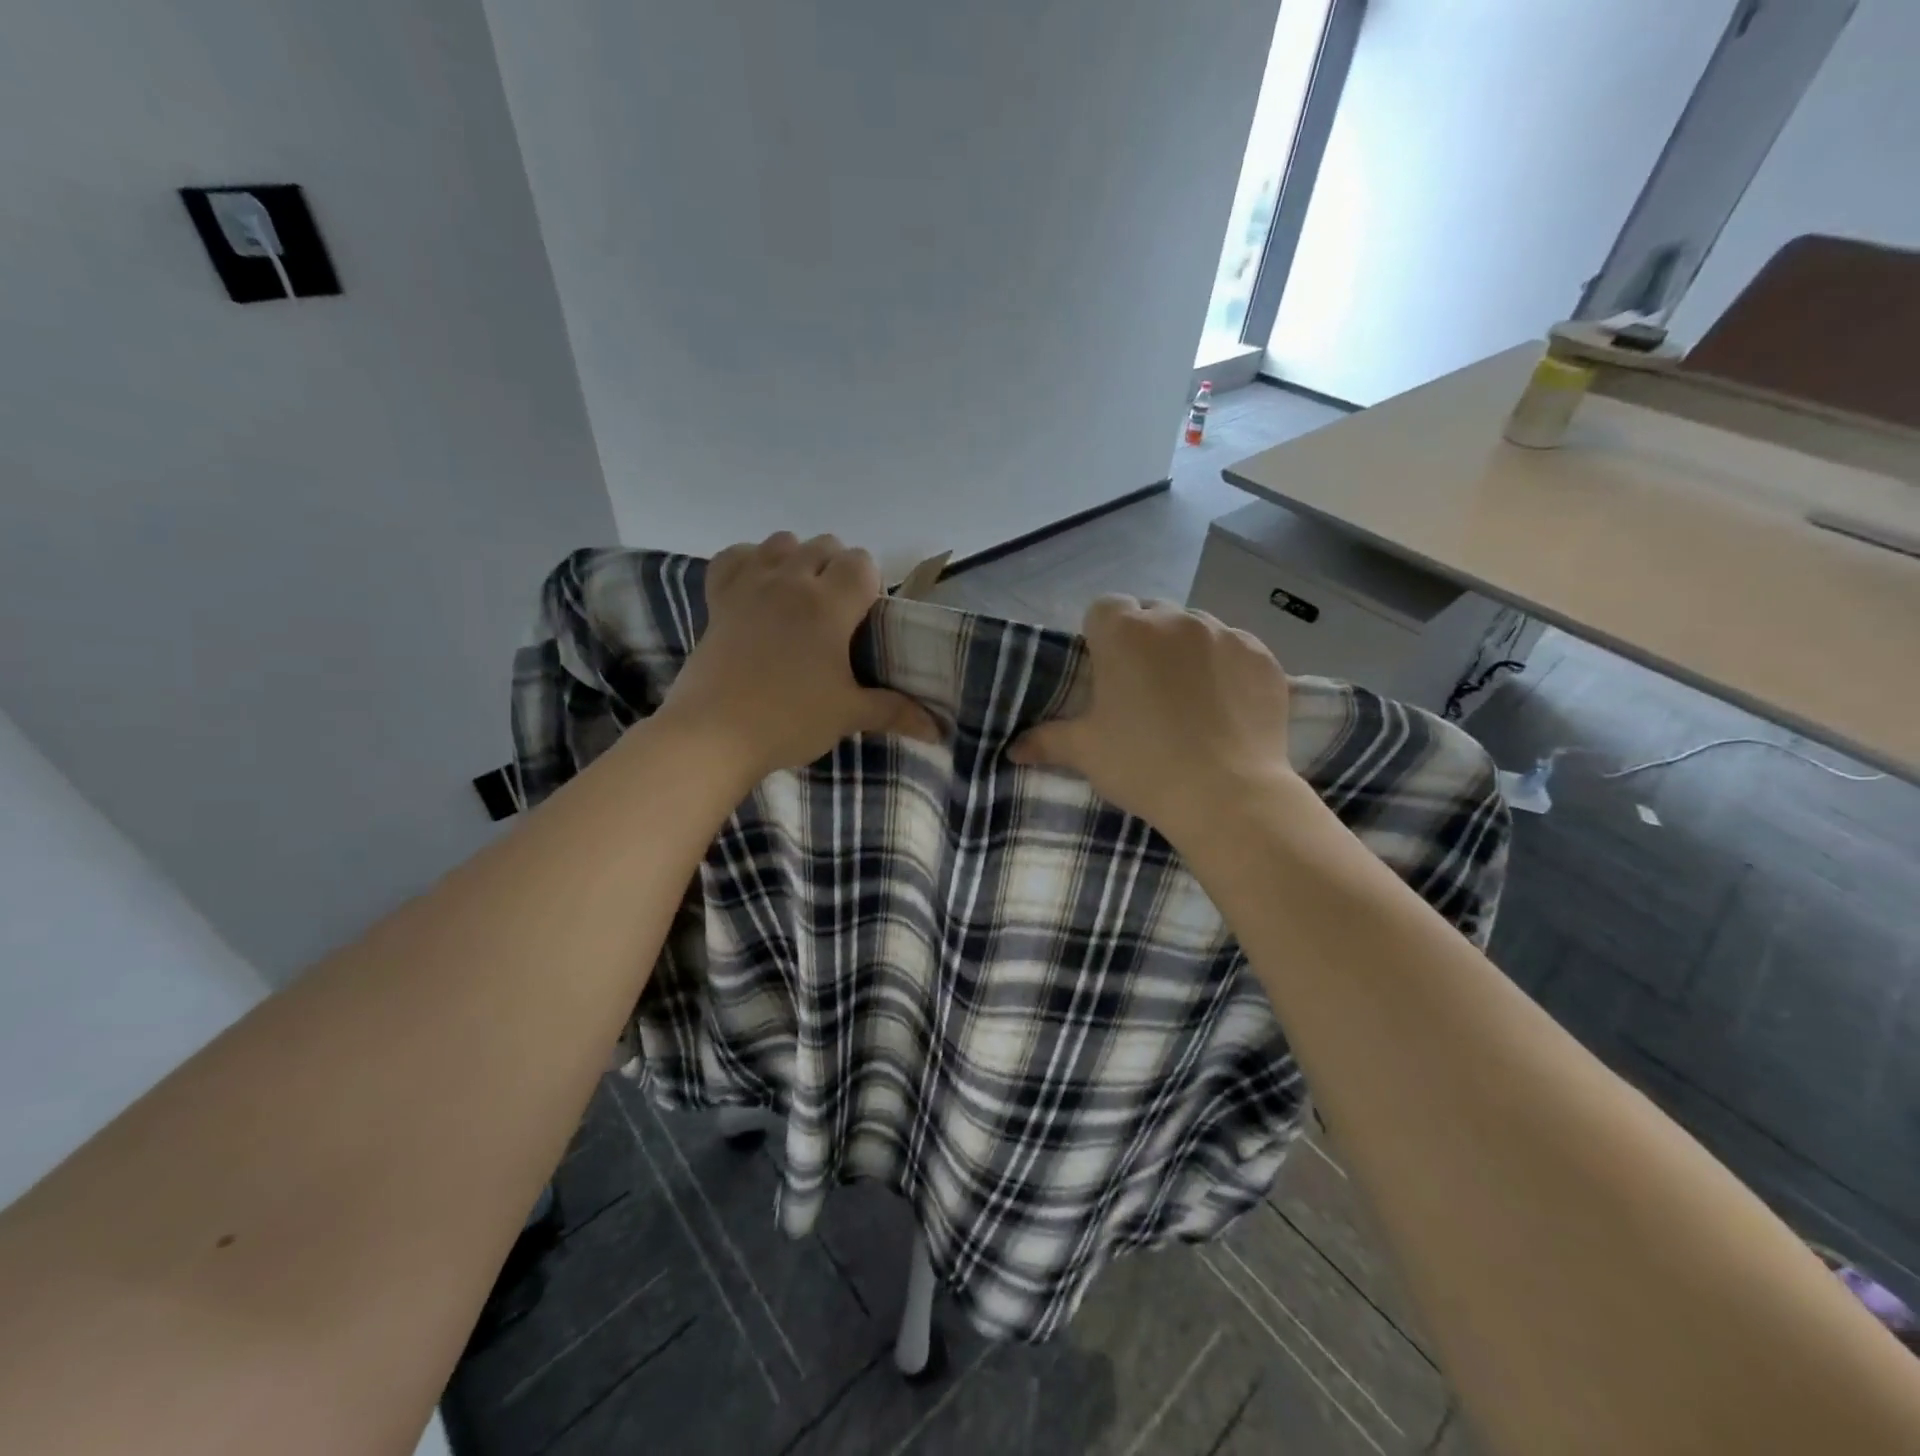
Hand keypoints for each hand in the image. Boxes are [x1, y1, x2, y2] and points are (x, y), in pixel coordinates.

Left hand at [661, 533, 940, 782]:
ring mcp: (750, 584)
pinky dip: (750, 562)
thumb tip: (937, 730)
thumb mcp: (848, 715)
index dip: (870, 584)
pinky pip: (735, 556)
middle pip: (825, 545)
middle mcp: (790, 580)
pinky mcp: (718, 597)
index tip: (865, 619)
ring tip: (799, 599)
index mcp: (828, 603)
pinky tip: (757, 588)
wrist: (713, 734)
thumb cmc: (789, 720)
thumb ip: (895, 711)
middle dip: (838, 569)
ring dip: (798, 559)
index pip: (861, 562)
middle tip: (837, 615)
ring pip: (782, 541)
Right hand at [1009, 596, 1298, 847]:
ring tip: (1190, 698)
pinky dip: (1228, 668)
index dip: (1101, 636)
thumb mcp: (1087, 752)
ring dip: (1187, 651)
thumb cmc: (1143, 765)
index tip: (1106, 671)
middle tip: (1145, 689)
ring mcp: (1224, 634)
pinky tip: (1227, 706)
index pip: (1104, 608)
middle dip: (1145, 641)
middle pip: (1152, 615)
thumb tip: (1013, 749)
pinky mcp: (1262, 656)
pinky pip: (1236, 650)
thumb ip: (1047, 741)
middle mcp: (1175, 620)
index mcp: (1124, 633)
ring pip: (1196, 629)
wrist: (1227, 795)